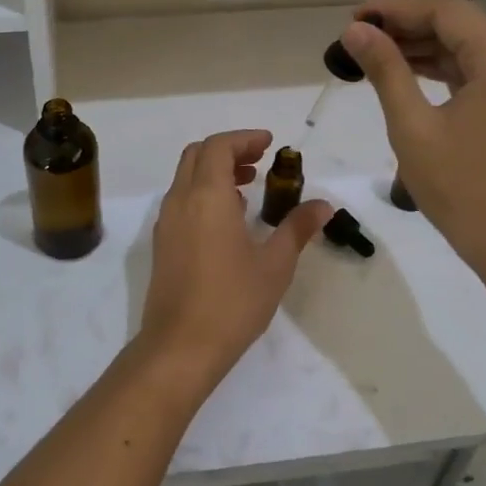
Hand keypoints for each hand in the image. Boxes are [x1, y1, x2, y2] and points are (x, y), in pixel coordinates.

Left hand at [139, 129, 331, 385]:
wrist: (181, 346)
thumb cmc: (232, 301)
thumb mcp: (275, 264)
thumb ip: (297, 228)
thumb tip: (323, 206)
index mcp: (207, 196)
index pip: (219, 147)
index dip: (244, 139)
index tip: (269, 144)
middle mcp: (180, 201)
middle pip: (198, 154)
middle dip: (228, 150)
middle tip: (259, 161)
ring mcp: (166, 223)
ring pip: (186, 177)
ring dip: (214, 171)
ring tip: (247, 187)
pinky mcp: (162, 243)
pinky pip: (181, 200)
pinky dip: (203, 192)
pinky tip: (228, 218)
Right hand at [341, 0, 485, 278]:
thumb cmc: (460, 188)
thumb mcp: (412, 127)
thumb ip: (385, 70)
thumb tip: (356, 30)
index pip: (446, 10)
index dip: (396, 7)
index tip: (355, 18)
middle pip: (457, 23)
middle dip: (405, 24)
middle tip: (357, 36)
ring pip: (464, 45)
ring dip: (420, 44)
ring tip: (370, 51)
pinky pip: (473, 69)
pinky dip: (438, 66)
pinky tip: (403, 70)